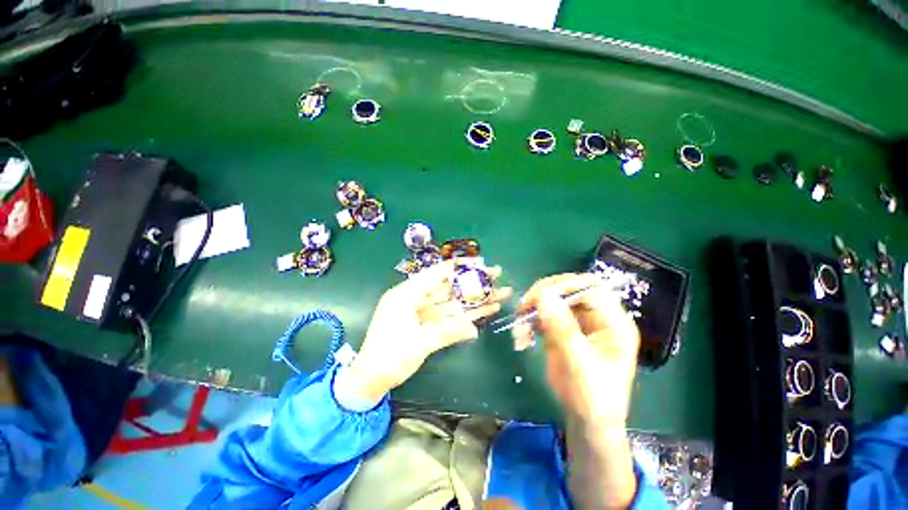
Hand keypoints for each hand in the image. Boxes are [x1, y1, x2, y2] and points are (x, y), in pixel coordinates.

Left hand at [337, 260, 511, 401]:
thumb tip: (474, 329)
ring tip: (500, 293)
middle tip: (497, 274)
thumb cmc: (388, 357)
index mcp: (406, 295)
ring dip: (476, 298)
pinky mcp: (431, 324)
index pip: (436, 274)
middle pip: (450, 286)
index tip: (480, 262)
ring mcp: (426, 312)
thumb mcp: (417, 344)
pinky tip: (488, 310)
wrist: (371, 379)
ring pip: (454, 302)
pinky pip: (452, 317)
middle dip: (474, 281)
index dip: (459, 266)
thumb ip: (446, 333)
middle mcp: (418, 299)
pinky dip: (469, 315)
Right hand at [515, 273, 640, 508]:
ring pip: (551, 300)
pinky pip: (541, 315)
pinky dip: (528, 322)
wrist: (586, 420)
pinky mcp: (560, 328)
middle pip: (569, 289)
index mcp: (613, 322)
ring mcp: (576, 321)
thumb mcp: (580, 364)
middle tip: (525, 306)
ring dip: (532, 309)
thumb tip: (544, 295)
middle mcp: (595, 317)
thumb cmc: (593, 397)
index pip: (591, 289)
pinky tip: (522, 338)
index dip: (566, 286)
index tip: (540, 296)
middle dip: (545, 294)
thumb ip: (563, 329)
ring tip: (520, 329)